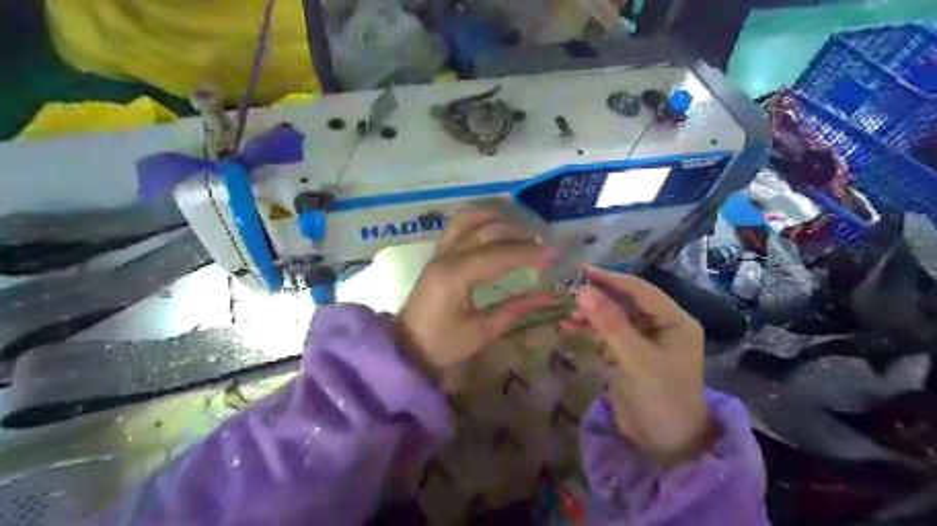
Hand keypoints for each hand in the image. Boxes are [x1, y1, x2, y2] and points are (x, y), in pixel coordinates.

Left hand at [392, 207, 553, 378]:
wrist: (407, 348)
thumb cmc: (443, 345)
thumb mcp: (482, 332)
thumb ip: (516, 309)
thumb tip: (549, 295)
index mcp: (454, 276)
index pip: (498, 255)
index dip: (528, 253)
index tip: (554, 254)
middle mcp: (445, 256)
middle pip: (485, 231)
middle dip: (518, 234)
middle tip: (542, 246)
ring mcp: (439, 252)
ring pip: (469, 219)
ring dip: (498, 219)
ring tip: (522, 230)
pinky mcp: (437, 254)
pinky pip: (458, 225)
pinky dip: (480, 220)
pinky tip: (496, 227)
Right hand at [564, 269, 709, 465]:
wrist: (665, 445)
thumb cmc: (661, 398)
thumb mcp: (636, 358)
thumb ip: (610, 324)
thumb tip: (582, 290)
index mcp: (674, 321)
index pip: (639, 290)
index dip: (611, 279)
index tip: (581, 271)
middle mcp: (660, 326)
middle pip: (625, 302)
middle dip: (598, 297)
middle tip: (568, 290)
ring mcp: (643, 341)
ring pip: (613, 318)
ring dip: (591, 314)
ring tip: (566, 312)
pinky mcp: (629, 355)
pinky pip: (607, 334)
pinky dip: (590, 330)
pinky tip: (570, 326)